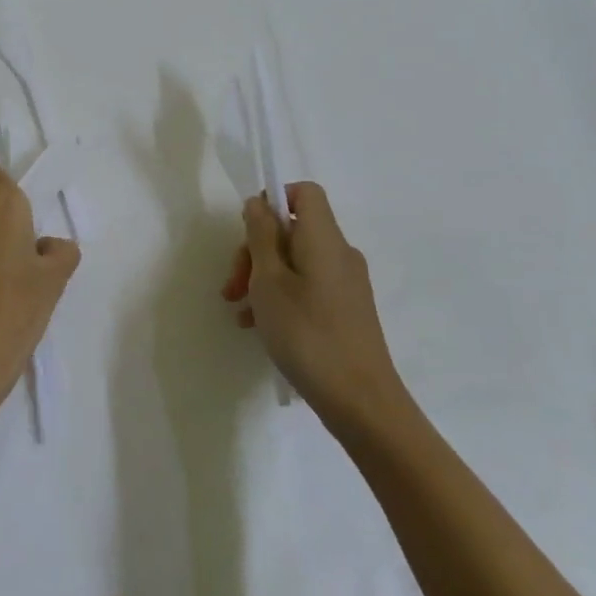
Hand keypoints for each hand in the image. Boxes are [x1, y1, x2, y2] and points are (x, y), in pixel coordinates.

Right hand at [222, 182, 411, 439]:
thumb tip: (258, 203)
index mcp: (324, 238)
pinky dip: (281, 295)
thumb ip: (261, 236)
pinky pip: (307, 286)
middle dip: (256, 249)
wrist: (362, 402)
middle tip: (233, 285)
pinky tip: (259, 325)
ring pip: (296, 261)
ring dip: (262, 277)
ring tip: (239, 311)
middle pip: (293, 230)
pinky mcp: (347, 310)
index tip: (248, 231)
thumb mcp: (268, 281)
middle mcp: (340, 254)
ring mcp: (346, 284)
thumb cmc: (307, 333)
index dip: (274, 200)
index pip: (305, 193)